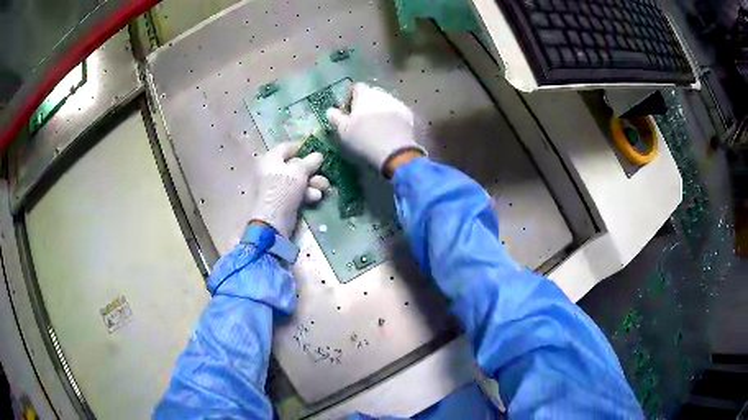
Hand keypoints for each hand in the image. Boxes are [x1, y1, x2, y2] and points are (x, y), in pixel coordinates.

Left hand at [249, 142, 329, 237]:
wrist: (273, 221)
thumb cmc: (283, 190)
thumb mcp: (298, 172)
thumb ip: (310, 162)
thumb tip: (318, 155)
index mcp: (271, 159)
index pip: (287, 147)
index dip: (303, 147)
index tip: (318, 150)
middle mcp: (272, 170)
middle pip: (296, 165)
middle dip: (313, 170)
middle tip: (325, 172)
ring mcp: (278, 186)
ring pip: (300, 180)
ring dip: (314, 183)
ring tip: (324, 187)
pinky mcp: (284, 200)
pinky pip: (298, 192)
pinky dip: (308, 193)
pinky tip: (316, 198)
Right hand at [326, 83, 424, 176]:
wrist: (394, 151)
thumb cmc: (363, 138)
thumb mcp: (343, 130)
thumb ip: (335, 117)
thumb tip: (330, 110)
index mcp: (365, 94)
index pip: (356, 87)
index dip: (351, 97)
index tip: (348, 110)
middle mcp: (382, 93)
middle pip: (372, 94)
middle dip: (366, 103)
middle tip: (361, 119)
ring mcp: (397, 103)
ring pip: (386, 102)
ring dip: (380, 110)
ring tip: (376, 126)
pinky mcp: (409, 115)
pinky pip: (397, 113)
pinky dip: (392, 118)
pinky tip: (389, 131)